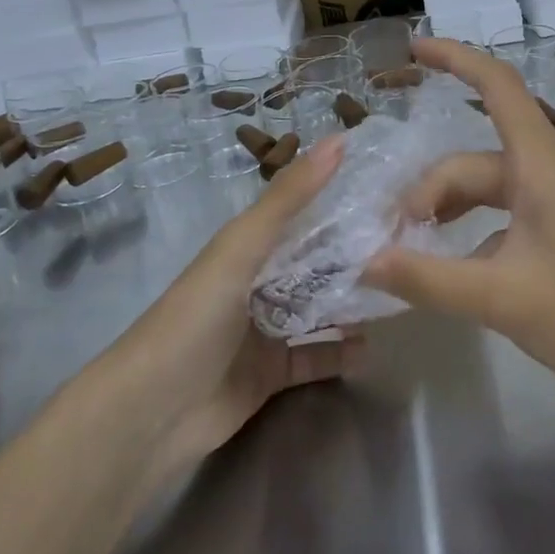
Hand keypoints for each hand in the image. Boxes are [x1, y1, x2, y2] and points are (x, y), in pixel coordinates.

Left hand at [115, 134, 361, 476]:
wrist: (151, 413)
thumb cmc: (195, 317)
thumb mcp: (242, 248)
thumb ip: (289, 198)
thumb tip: (339, 140)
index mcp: (245, 247)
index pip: (299, 212)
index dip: (336, 196)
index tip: (386, 186)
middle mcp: (255, 283)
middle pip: (311, 261)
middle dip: (350, 252)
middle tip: (404, 242)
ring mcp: (262, 330)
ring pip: (315, 308)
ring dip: (348, 301)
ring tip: (394, 290)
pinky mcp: (268, 374)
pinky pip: (313, 357)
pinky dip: (339, 353)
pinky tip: (371, 347)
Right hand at [364, 37, 554, 408]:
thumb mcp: (506, 299)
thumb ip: (431, 279)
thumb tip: (366, 261)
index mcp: (540, 165)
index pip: (496, 86)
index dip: (454, 58)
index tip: (411, 50)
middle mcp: (548, 173)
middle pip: (473, 160)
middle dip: (428, 190)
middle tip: (391, 240)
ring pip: (489, 190)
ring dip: (449, 211)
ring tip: (412, 249)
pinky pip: (506, 219)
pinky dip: (473, 236)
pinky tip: (453, 272)